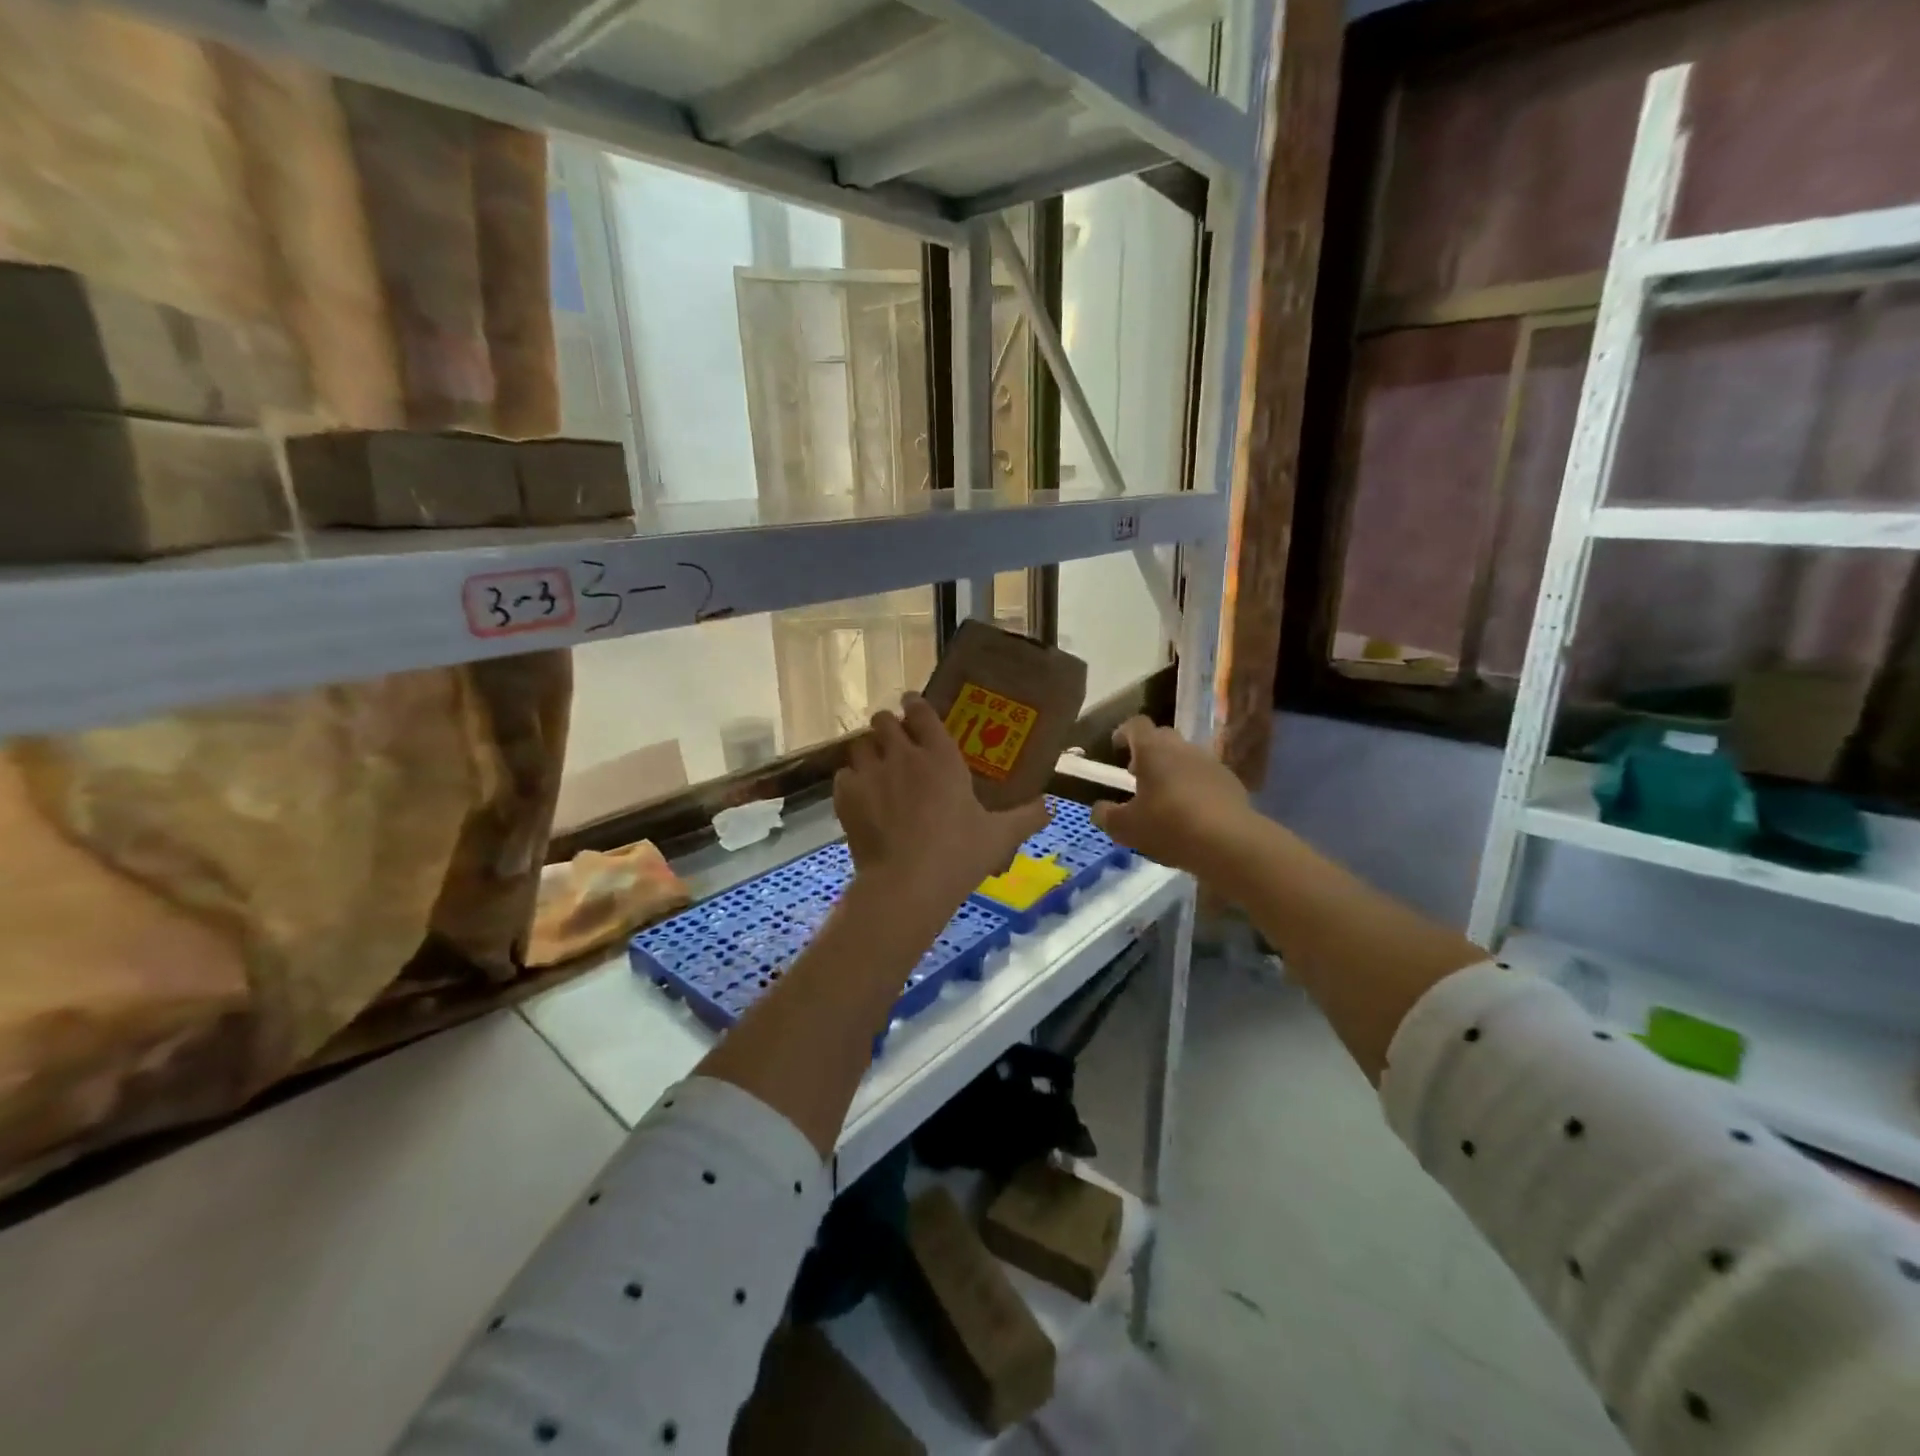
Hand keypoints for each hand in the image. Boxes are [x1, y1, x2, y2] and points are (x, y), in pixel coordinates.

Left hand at [834, 695, 1049, 918]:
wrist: (907, 883)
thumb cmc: (958, 854)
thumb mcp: (999, 836)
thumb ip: (1026, 817)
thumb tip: (1048, 807)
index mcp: (940, 756)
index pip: (921, 711)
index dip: (914, 705)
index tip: (912, 706)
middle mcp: (902, 755)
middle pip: (883, 720)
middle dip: (887, 726)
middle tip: (895, 742)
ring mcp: (871, 773)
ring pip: (860, 744)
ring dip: (868, 750)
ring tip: (875, 766)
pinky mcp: (846, 796)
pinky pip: (843, 775)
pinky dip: (851, 781)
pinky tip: (860, 796)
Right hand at [1092, 716, 1254, 874]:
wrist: (1230, 842)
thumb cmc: (1169, 826)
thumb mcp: (1125, 828)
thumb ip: (1106, 815)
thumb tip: (1099, 809)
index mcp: (1153, 750)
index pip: (1136, 725)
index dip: (1124, 733)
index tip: (1116, 748)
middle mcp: (1182, 748)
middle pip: (1162, 738)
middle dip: (1148, 752)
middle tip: (1137, 776)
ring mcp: (1210, 763)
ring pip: (1185, 757)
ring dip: (1172, 770)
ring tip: (1164, 799)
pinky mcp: (1231, 783)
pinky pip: (1205, 777)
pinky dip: (1194, 787)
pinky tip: (1191, 813)